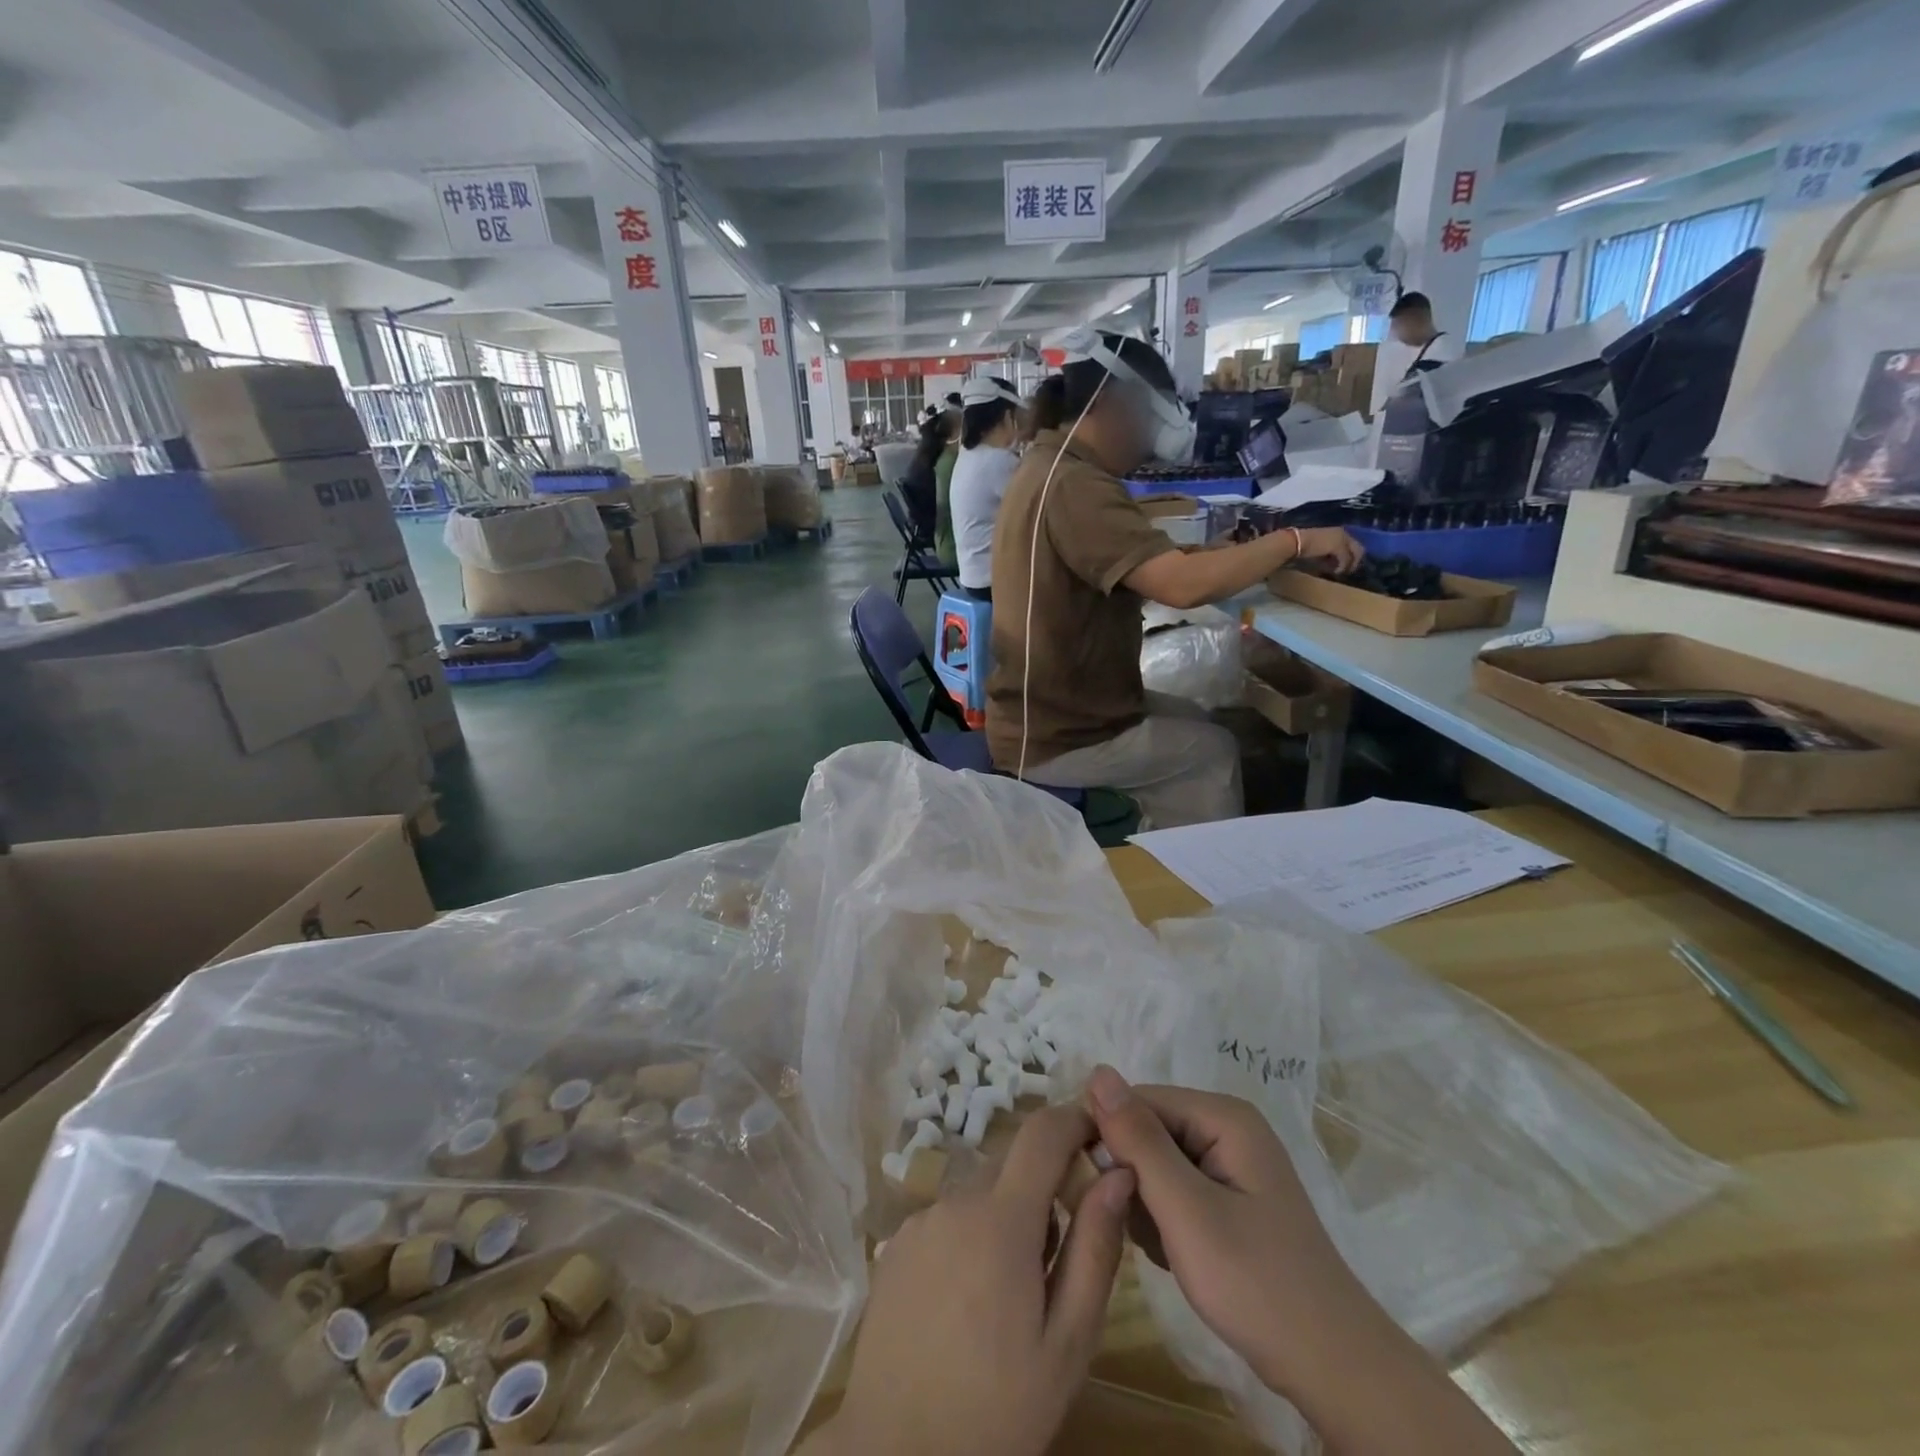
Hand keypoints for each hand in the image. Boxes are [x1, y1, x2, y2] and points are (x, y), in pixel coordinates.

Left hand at [807, 1105, 1135, 1455]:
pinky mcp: (895, 1245)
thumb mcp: (1067, 1342)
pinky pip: (947, 1221)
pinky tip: (965, 1304)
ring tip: (1007, 1298)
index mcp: (1001, 1219)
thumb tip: (1117, 1174)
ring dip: (1003, 1222)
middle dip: (1042, 1194)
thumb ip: (1095, 1248)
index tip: (1099, 1133)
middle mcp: (955, 1201)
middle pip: (1011, 1168)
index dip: (1073, 1120)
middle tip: (1054, 1265)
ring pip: (979, 1197)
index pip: (1042, 1133)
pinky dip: (968, 1239)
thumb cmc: (996, 1408)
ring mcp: (919, 1221)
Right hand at [1082, 1067, 1364, 1396]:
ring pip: (1155, 1162)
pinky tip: (1175, 1255)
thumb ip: (1139, 1140)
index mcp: (1223, 1116)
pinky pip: (1173, 1189)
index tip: (1095, 1189)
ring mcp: (1230, 1163)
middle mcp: (1226, 1127)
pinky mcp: (1228, 1197)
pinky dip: (1163, 1220)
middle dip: (1132, 1177)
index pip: (1137, 1100)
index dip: (1109, 1137)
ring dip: (1145, 1204)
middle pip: (1147, 1130)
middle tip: (1142, 1229)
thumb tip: (1097, 1071)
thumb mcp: (1187, 1211)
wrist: (1331, 1368)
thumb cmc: (1257, 1285)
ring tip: (1165, 1248)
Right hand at [1294, 527, 1364, 574]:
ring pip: (1355, 554)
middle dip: (1354, 562)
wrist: (1295, 543)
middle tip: (1347, 572)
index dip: (1350, 557)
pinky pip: (1346, 559)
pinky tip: (1336, 572)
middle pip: (1358, 549)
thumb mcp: (1319, 552)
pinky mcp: (1339, 546)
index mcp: (1338, 532)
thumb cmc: (1302, 547)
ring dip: (1349, 565)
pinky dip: (1342, 567)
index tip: (1343, 566)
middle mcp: (1343, 533)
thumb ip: (1329, 557)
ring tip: (1341, 573)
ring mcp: (1342, 539)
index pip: (1352, 545)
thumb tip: (1335, 567)